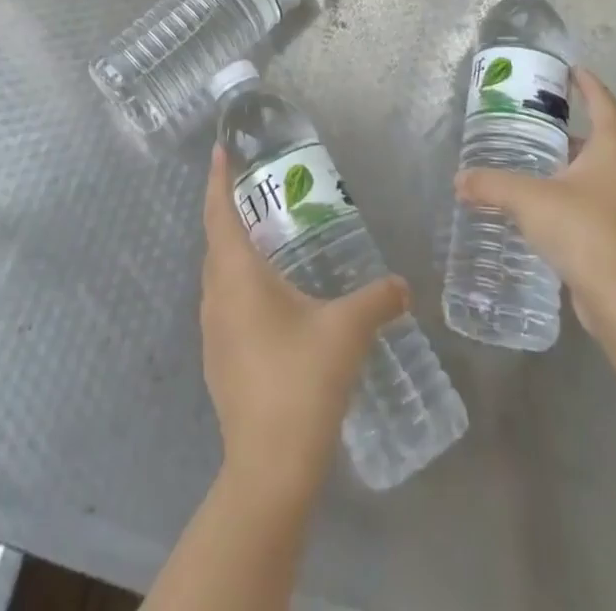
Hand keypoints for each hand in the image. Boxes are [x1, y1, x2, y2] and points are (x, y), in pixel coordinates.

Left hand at [200, 146, 407, 505]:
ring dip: (233, 248)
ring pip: (218, 273)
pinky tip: (269, 297)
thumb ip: (377, 300)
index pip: (219, 212)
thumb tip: (403, 285)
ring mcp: (212, 331)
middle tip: (256, 188)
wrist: (270, 466)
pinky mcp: (218, 359)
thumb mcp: (347, 331)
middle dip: (229, 208)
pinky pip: (224, 302)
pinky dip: (239, 282)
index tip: (221, 149)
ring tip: (265, 236)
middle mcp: (216, 295)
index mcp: (237, 275)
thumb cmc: (302, 381)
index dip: (218, 178)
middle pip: (215, 239)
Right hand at [454, 65, 615, 337]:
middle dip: (568, 129)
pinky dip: (572, 196)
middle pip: (600, 139)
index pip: (603, 103)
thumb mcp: (529, 199)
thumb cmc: (584, 231)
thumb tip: (460, 180)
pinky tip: (544, 208)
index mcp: (614, 150)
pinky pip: (596, 203)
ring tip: (533, 163)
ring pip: (598, 174)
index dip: (587, 84)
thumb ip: (492, 184)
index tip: (570, 70)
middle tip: (533, 120)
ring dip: (569, 165)